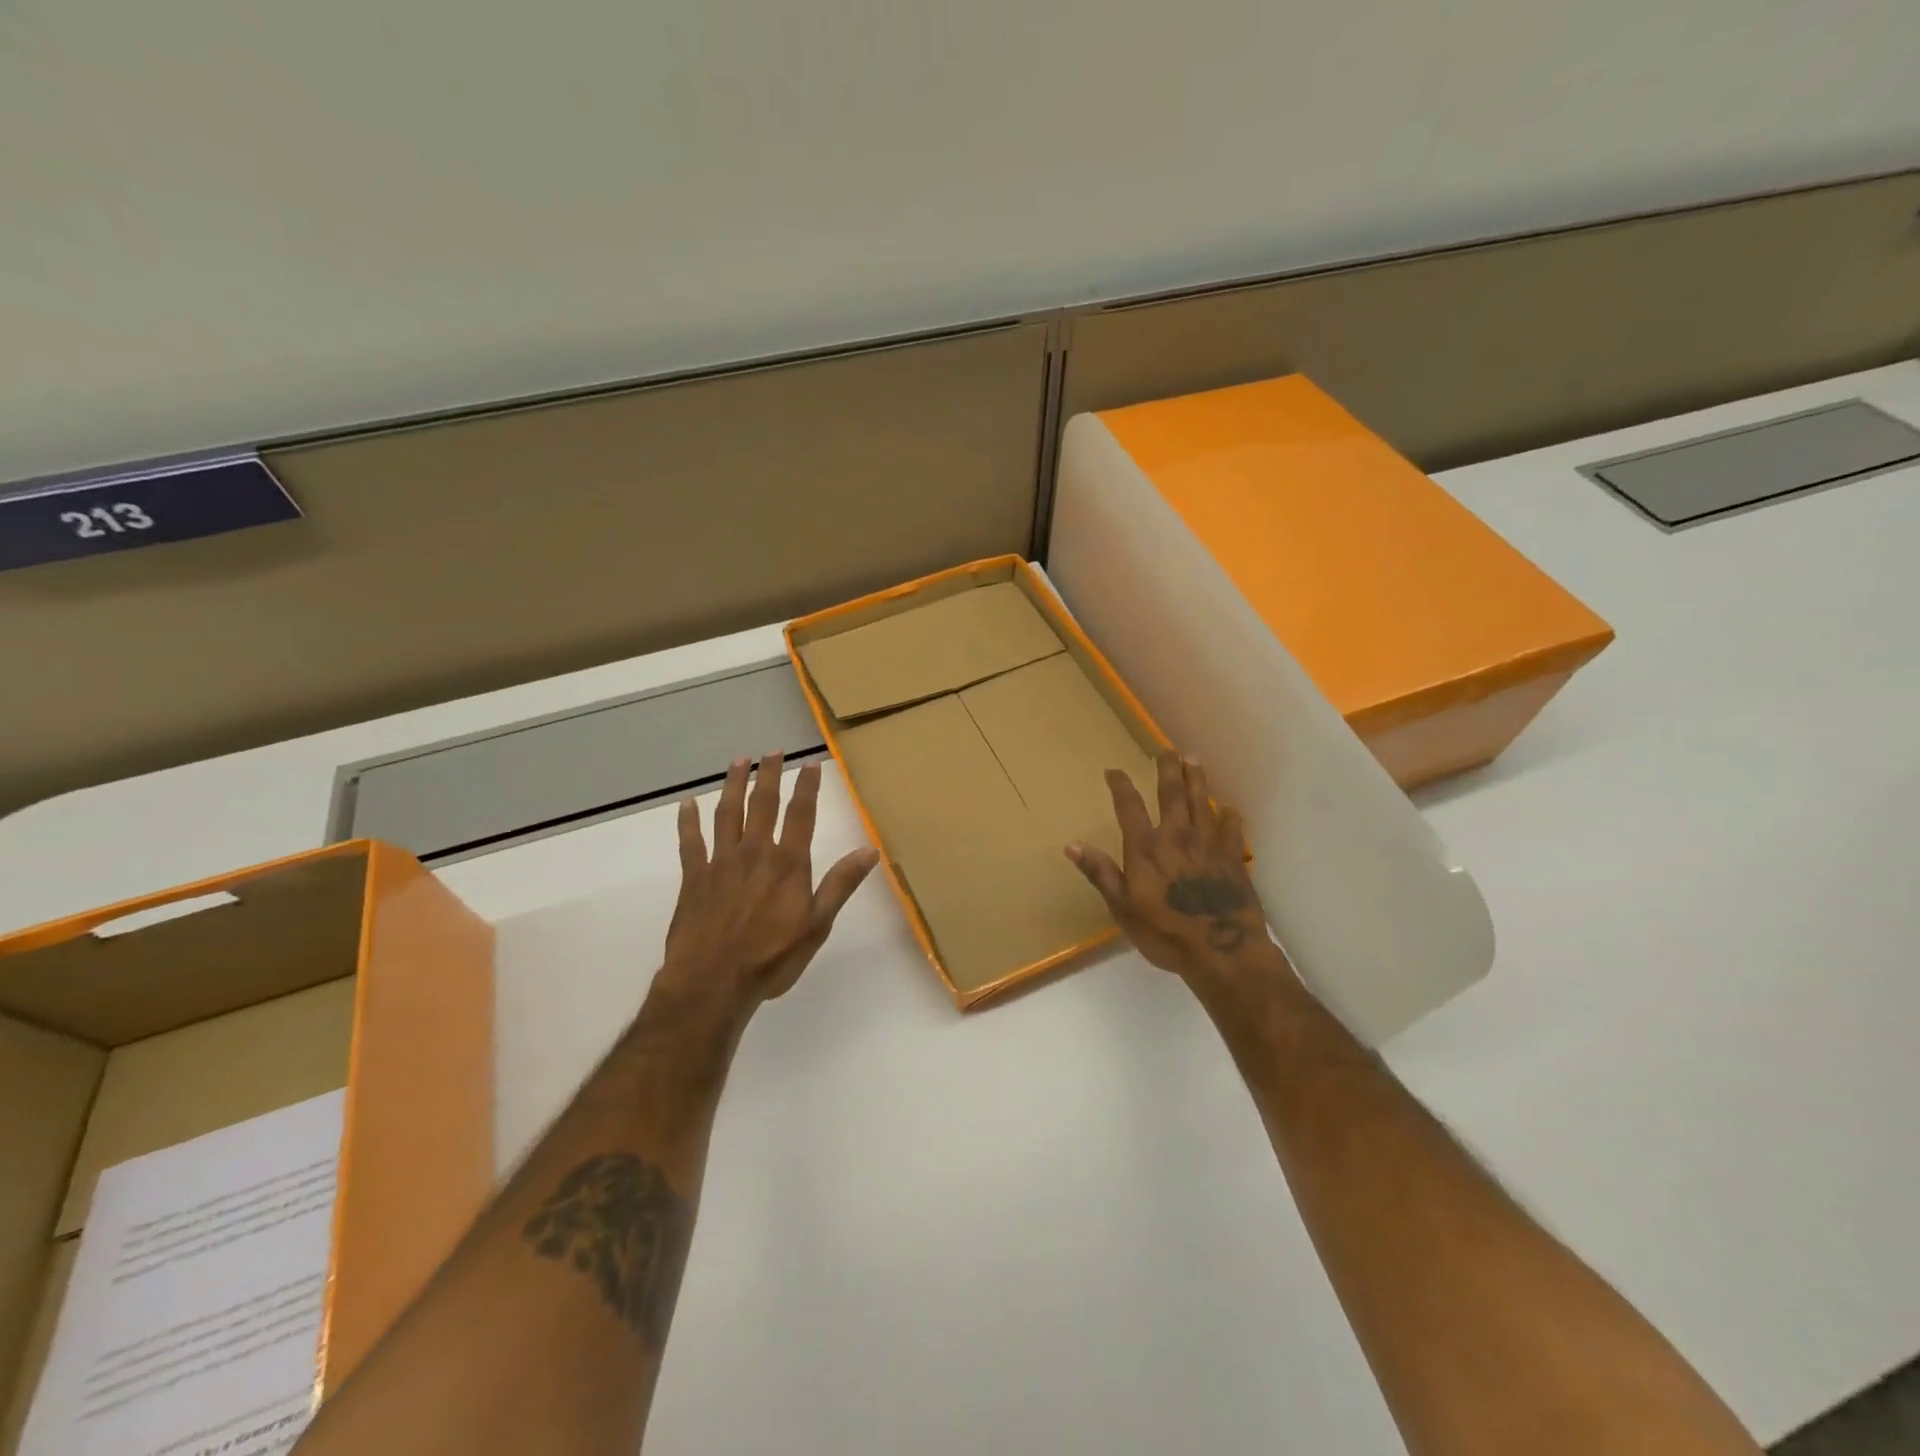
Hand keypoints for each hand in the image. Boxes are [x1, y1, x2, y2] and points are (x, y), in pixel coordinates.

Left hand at [661, 752, 878, 1008]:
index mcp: (788, 863)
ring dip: (733, 785)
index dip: (807, 788)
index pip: (800, 815)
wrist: (713, 982)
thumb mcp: (817, 924)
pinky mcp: (694, 877)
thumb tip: (870, 849)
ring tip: (739, 761)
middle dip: (769, 775)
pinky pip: (690, 841)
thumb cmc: (772, 958)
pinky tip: (687, 803)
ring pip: (727, 813)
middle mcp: (755, 852)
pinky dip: (688, 820)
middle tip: (773, 751)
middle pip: (762, 804)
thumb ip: (841, 884)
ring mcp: (721, 862)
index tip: (810, 764)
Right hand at [1065, 752, 1278, 980]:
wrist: (1222, 951)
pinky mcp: (1233, 858)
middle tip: (1165, 750)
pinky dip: (1229, 816)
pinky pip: (1232, 828)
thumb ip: (1101, 873)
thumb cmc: (1165, 933)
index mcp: (1146, 848)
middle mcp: (1177, 837)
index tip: (1114, 769)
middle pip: (1172, 793)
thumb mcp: (1122, 907)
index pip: (1129, 806)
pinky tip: (1228, 809)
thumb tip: (1072, 844)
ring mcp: (1209, 845)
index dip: (1120, 785)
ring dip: (1197, 779)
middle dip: (1167, 769)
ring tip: (1194, 760)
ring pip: (1203, 802)